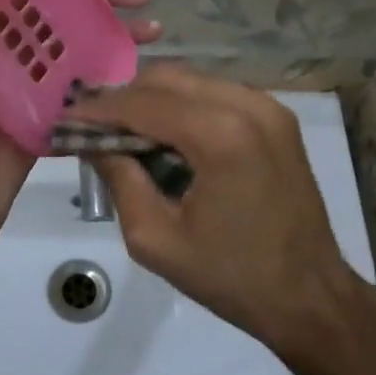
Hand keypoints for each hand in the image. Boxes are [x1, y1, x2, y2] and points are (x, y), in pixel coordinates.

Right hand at [67, 66, 353, 344]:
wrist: (309, 296)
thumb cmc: (231, 277)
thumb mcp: (156, 238)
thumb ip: (119, 179)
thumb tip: (90, 140)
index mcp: (220, 135)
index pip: (143, 103)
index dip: (99, 109)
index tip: (65, 119)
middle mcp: (248, 105)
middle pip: (168, 78)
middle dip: (124, 98)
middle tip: (93, 126)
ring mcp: (269, 107)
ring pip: (193, 80)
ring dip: (154, 99)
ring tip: (125, 131)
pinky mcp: (278, 117)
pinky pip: (217, 93)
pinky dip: (185, 105)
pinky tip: (167, 135)